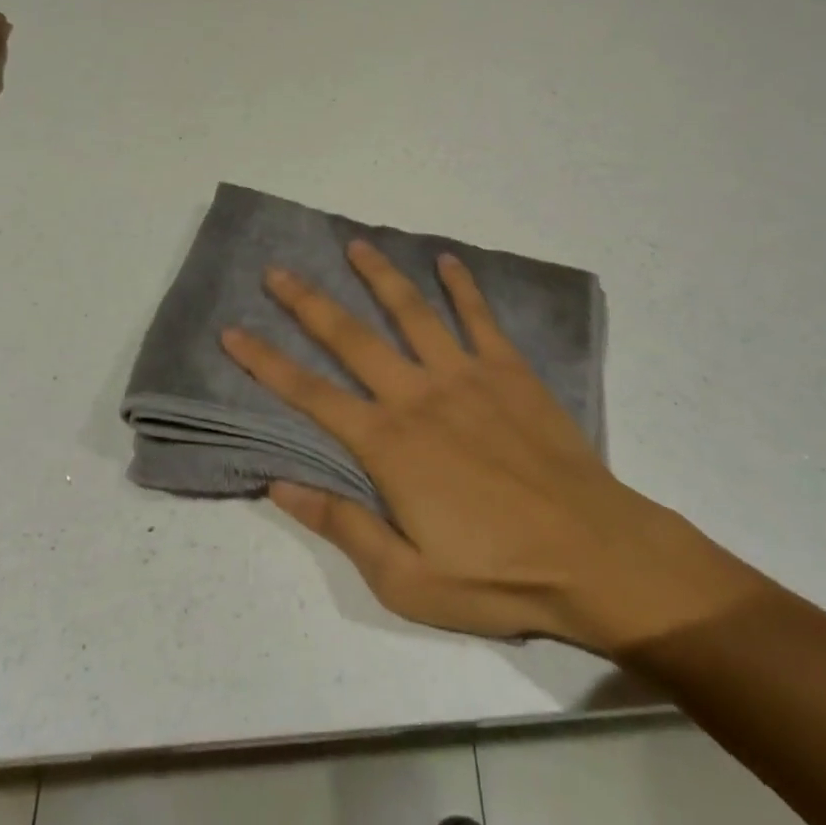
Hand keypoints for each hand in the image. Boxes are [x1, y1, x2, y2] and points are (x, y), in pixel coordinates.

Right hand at [221, 243, 755, 650]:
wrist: (592, 552)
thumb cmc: (497, 574)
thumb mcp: (407, 579)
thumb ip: (342, 525)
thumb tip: (279, 486)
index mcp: (388, 445)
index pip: (311, 395)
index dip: (266, 363)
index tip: (233, 332)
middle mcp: (418, 395)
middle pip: (352, 338)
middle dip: (309, 303)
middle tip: (278, 271)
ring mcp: (466, 374)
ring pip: (412, 311)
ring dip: (380, 275)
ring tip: (354, 245)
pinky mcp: (509, 369)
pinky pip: (479, 317)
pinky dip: (462, 286)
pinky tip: (446, 260)